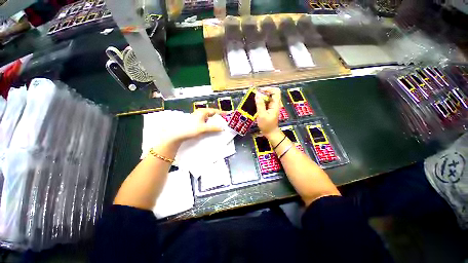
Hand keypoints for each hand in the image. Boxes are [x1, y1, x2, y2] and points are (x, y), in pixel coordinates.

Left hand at [168, 108, 223, 141]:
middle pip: (212, 114)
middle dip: (219, 117)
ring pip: (209, 118)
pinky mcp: (196, 121)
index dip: (222, 113)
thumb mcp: (204, 128)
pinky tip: (212, 127)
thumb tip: (222, 128)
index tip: (228, 115)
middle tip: (225, 121)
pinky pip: (206, 121)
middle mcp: (200, 112)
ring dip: (214, 121)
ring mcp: (198, 117)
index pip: (215, 111)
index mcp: (202, 112)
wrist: (178, 134)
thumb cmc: (191, 129)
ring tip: (220, 125)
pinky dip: (210, 123)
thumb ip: (214, 128)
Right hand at [255, 87, 280, 137]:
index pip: (276, 91)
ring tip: (254, 100)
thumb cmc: (267, 125)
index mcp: (275, 104)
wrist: (270, 133)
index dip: (268, 89)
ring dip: (261, 98)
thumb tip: (257, 94)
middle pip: (271, 93)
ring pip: (267, 98)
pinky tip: (255, 105)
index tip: (260, 91)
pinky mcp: (269, 109)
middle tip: (255, 96)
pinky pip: (265, 103)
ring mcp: (272, 107)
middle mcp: (275, 104)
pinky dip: (260, 102)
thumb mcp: (262, 115)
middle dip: (263, 93)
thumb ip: (260, 104)